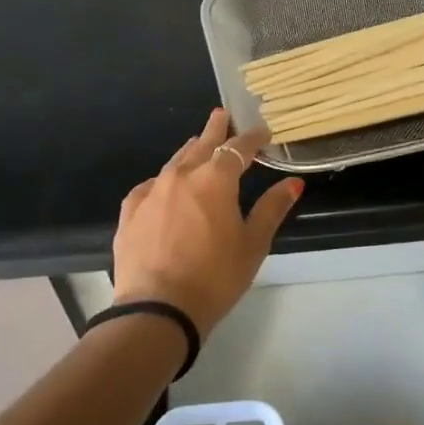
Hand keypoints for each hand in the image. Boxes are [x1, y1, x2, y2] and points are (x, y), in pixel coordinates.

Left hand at [112, 108, 304, 336]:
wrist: (157, 309)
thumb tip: (293, 183)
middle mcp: (181, 176)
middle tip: (222, 115)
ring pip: (175, 162)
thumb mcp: (253, 244)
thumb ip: (272, 208)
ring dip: (190, 152)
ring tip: (198, 145)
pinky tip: (165, 187)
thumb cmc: (215, 277)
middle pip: (202, 144)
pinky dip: (164, 181)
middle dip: (216, 130)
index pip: (238, 148)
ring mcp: (151, 192)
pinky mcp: (130, 211)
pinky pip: (151, 186)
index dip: (252, 138)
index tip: (263, 131)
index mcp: (215, 180)